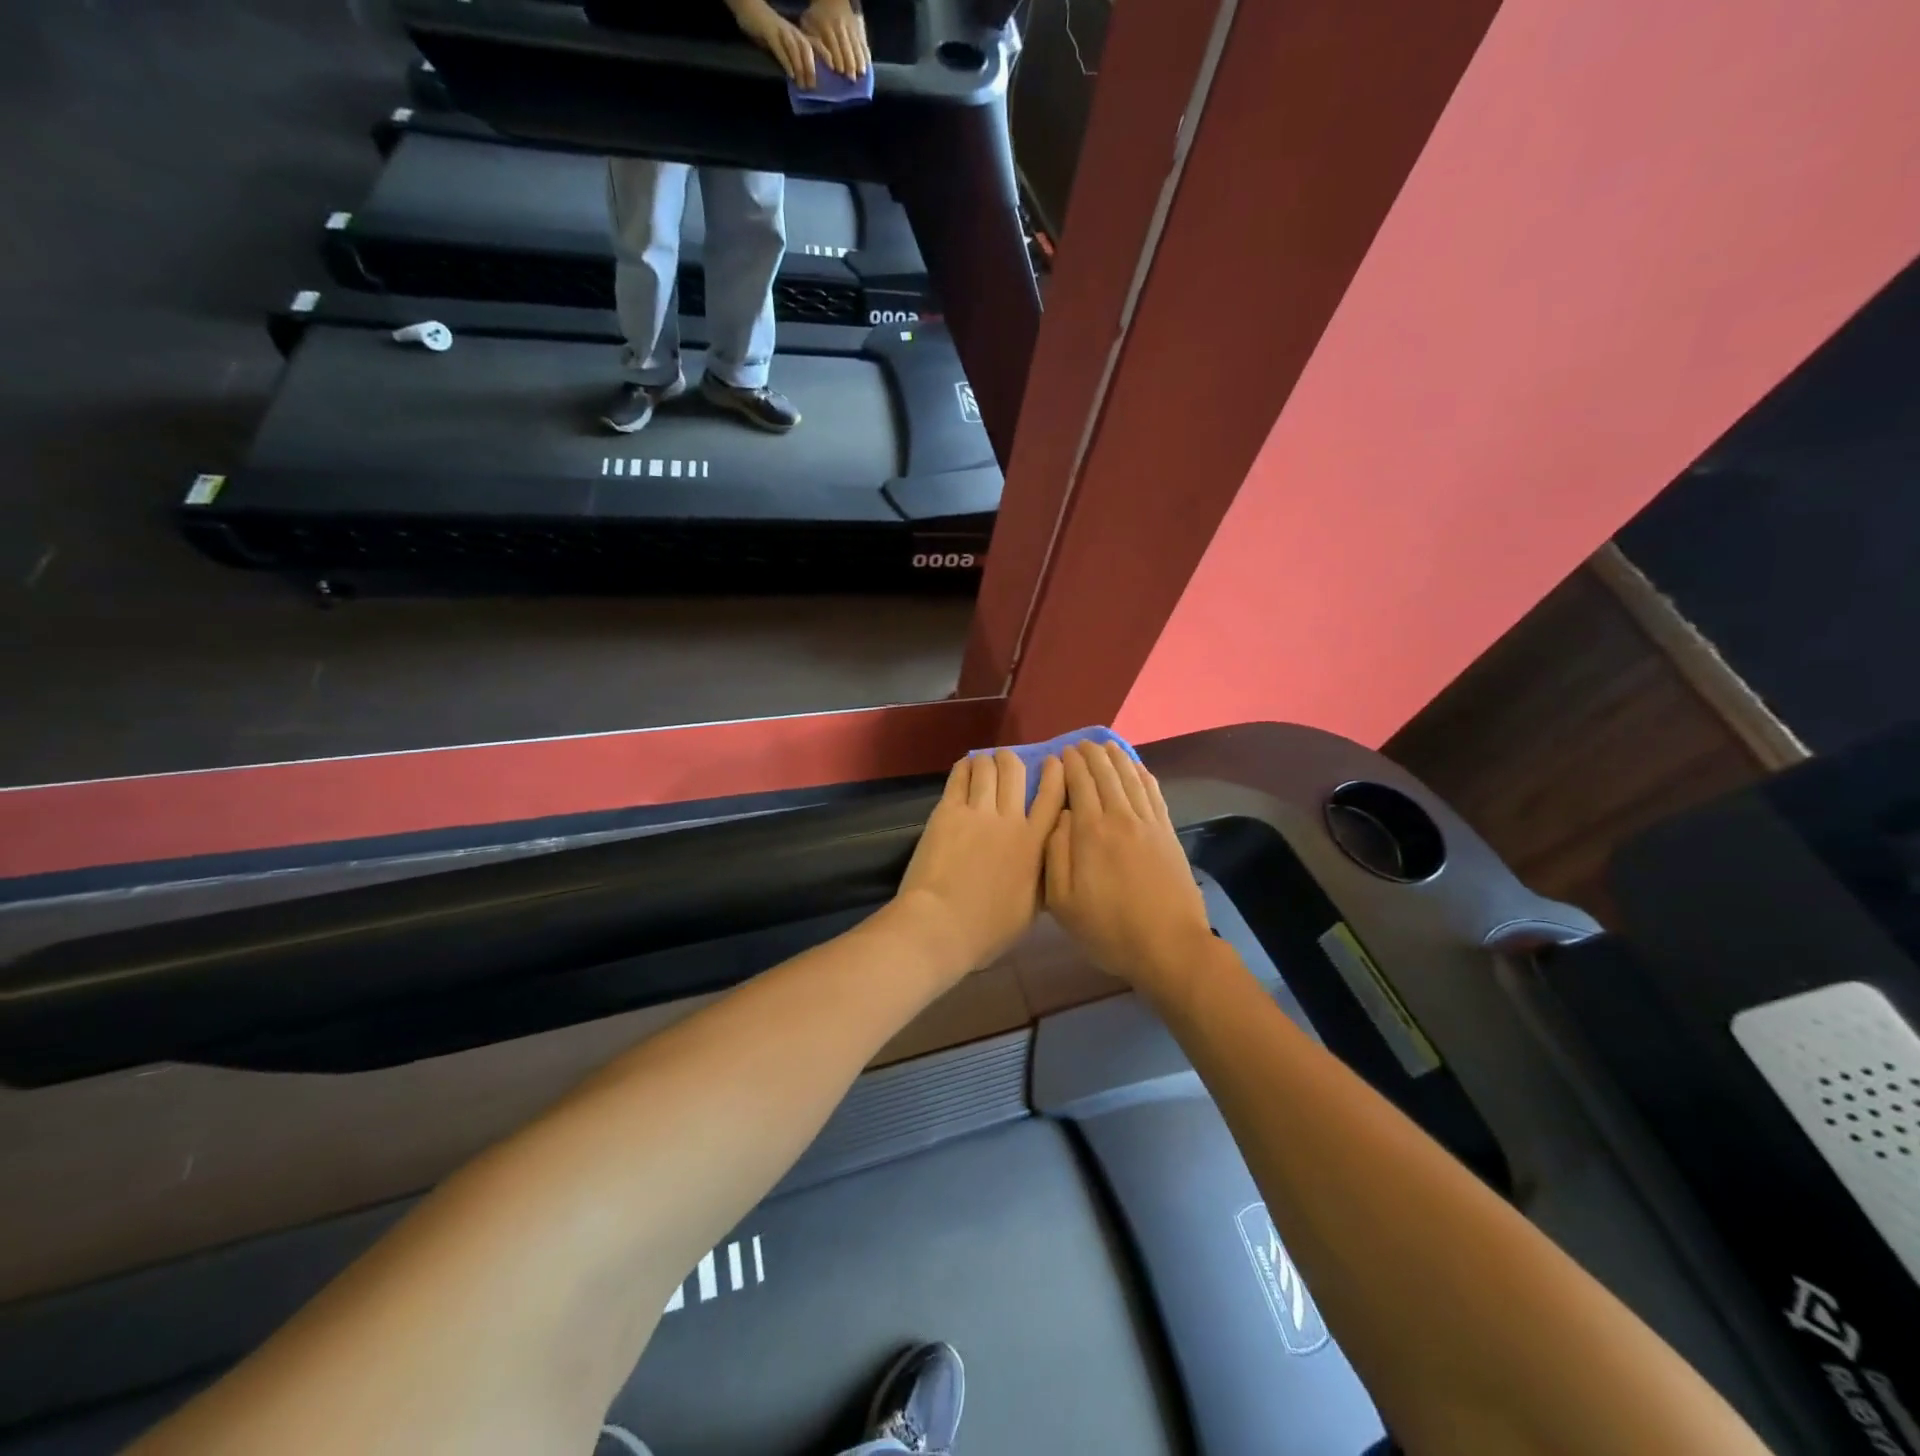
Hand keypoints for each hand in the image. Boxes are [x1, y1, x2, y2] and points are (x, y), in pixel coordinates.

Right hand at [730, 0, 826, 87]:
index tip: (833, 68)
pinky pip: (780, 48)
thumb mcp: (785, 42)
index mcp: (797, 34)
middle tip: (812, 86)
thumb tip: (804, 77)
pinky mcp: (769, 33)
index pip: (815, 43)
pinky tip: (790, 75)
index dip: (825, 54)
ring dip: (800, 68)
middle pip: (806, 48)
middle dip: (811, 68)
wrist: (749, 9)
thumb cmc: (768, 30)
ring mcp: (781, 31)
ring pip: (795, 49)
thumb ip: (794, 55)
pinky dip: (786, 62)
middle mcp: (792, 32)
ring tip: (802, 84)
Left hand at [801, 0, 869, 78]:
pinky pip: (863, 43)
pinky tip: (867, 67)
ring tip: (861, 74)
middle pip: (846, 47)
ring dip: (859, 61)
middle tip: (851, 78)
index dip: (837, 58)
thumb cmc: (817, 18)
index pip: (833, 44)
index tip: (839, 71)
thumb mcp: (809, 24)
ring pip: (856, 46)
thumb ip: (812, 40)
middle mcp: (840, 27)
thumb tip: (817, 58)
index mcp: (826, 26)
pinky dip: (866, 55)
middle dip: (849, 63)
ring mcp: (850, 27)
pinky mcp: (858, 29)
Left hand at [887, 750, 1066, 983]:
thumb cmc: (988, 929)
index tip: (1054, 762)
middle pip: (1016, 771)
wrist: (941, 925)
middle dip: (1014, 759)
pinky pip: (959, 777)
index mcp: (1035, 844)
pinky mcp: (947, 811)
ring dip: (988, 760)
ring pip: (988, 768)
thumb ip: (1042, 876)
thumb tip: (1047, 858)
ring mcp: (977, 812)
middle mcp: (1010, 819)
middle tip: (1009, 760)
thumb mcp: (1032, 909)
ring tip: (985, 762)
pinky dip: (965, 766)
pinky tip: (966, 766)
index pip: (1052, 796)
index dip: (1056, 773)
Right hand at [1044, 742, 1213, 993]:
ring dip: (1116, 758)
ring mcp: (1148, 823)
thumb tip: (1058, 816)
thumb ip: (1055, 853)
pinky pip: (1154, 793)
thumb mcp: (1062, 901)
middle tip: (1079, 745)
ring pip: (1130, 777)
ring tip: (1105, 746)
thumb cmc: (1108, 928)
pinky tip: (1137, 767)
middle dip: (1091, 755)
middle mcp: (1120, 817)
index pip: (1079, 783)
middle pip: (1105, 773)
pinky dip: (1143, 774)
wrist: (1169, 946)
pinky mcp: (1168, 833)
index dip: (1070, 765)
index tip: (1061, 753)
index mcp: (1090, 831)